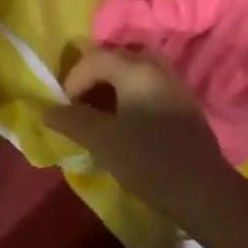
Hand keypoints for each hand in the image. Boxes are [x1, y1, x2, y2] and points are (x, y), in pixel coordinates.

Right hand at [43, 45, 229, 213]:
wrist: (202, 191)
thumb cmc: (147, 160)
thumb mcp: (101, 140)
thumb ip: (71, 121)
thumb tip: (46, 110)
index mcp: (136, 69)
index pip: (95, 58)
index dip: (73, 79)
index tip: (65, 108)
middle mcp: (158, 68)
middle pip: (117, 57)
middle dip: (93, 76)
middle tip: (79, 102)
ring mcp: (175, 85)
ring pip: (135, 71)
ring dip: (112, 85)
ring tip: (99, 112)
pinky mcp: (184, 104)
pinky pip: (149, 86)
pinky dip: (130, 94)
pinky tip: (125, 122)